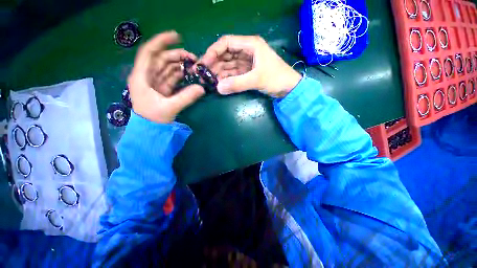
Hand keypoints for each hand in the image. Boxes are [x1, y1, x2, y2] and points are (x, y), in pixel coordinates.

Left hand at [128, 31, 204, 123]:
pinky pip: (171, 77)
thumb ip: (186, 98)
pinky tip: (188, 74)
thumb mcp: (169, 108)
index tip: (177, 36)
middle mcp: (147, 76)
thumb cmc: (153, 119)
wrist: (150, 130)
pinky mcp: (162, 88)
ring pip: (167, 68)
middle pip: (161, 59)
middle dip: (176, 56)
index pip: (149, 52)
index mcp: (142, 77)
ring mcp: (155, 82)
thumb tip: (202, 88)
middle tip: (193, 59)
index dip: (161, 42)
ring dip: (180, 65)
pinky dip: (180, 75)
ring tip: (193, 66)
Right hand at [201, 35, 301, 97]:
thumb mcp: (257, 80)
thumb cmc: (277, 79)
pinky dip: (227, 78)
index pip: (226, 43)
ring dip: (219, 73)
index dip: (213, 52)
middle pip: (226, 54)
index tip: (204, 63)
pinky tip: (220, 84)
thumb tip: (218, 88)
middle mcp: (247, 51)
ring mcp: (247, 62)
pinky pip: (233, 74)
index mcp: (250, 45)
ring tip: (209, 81)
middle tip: (203, 75)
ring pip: (228, 65)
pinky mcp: (247, 72)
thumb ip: (237, 84)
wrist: (289, 88)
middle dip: (214, 64)